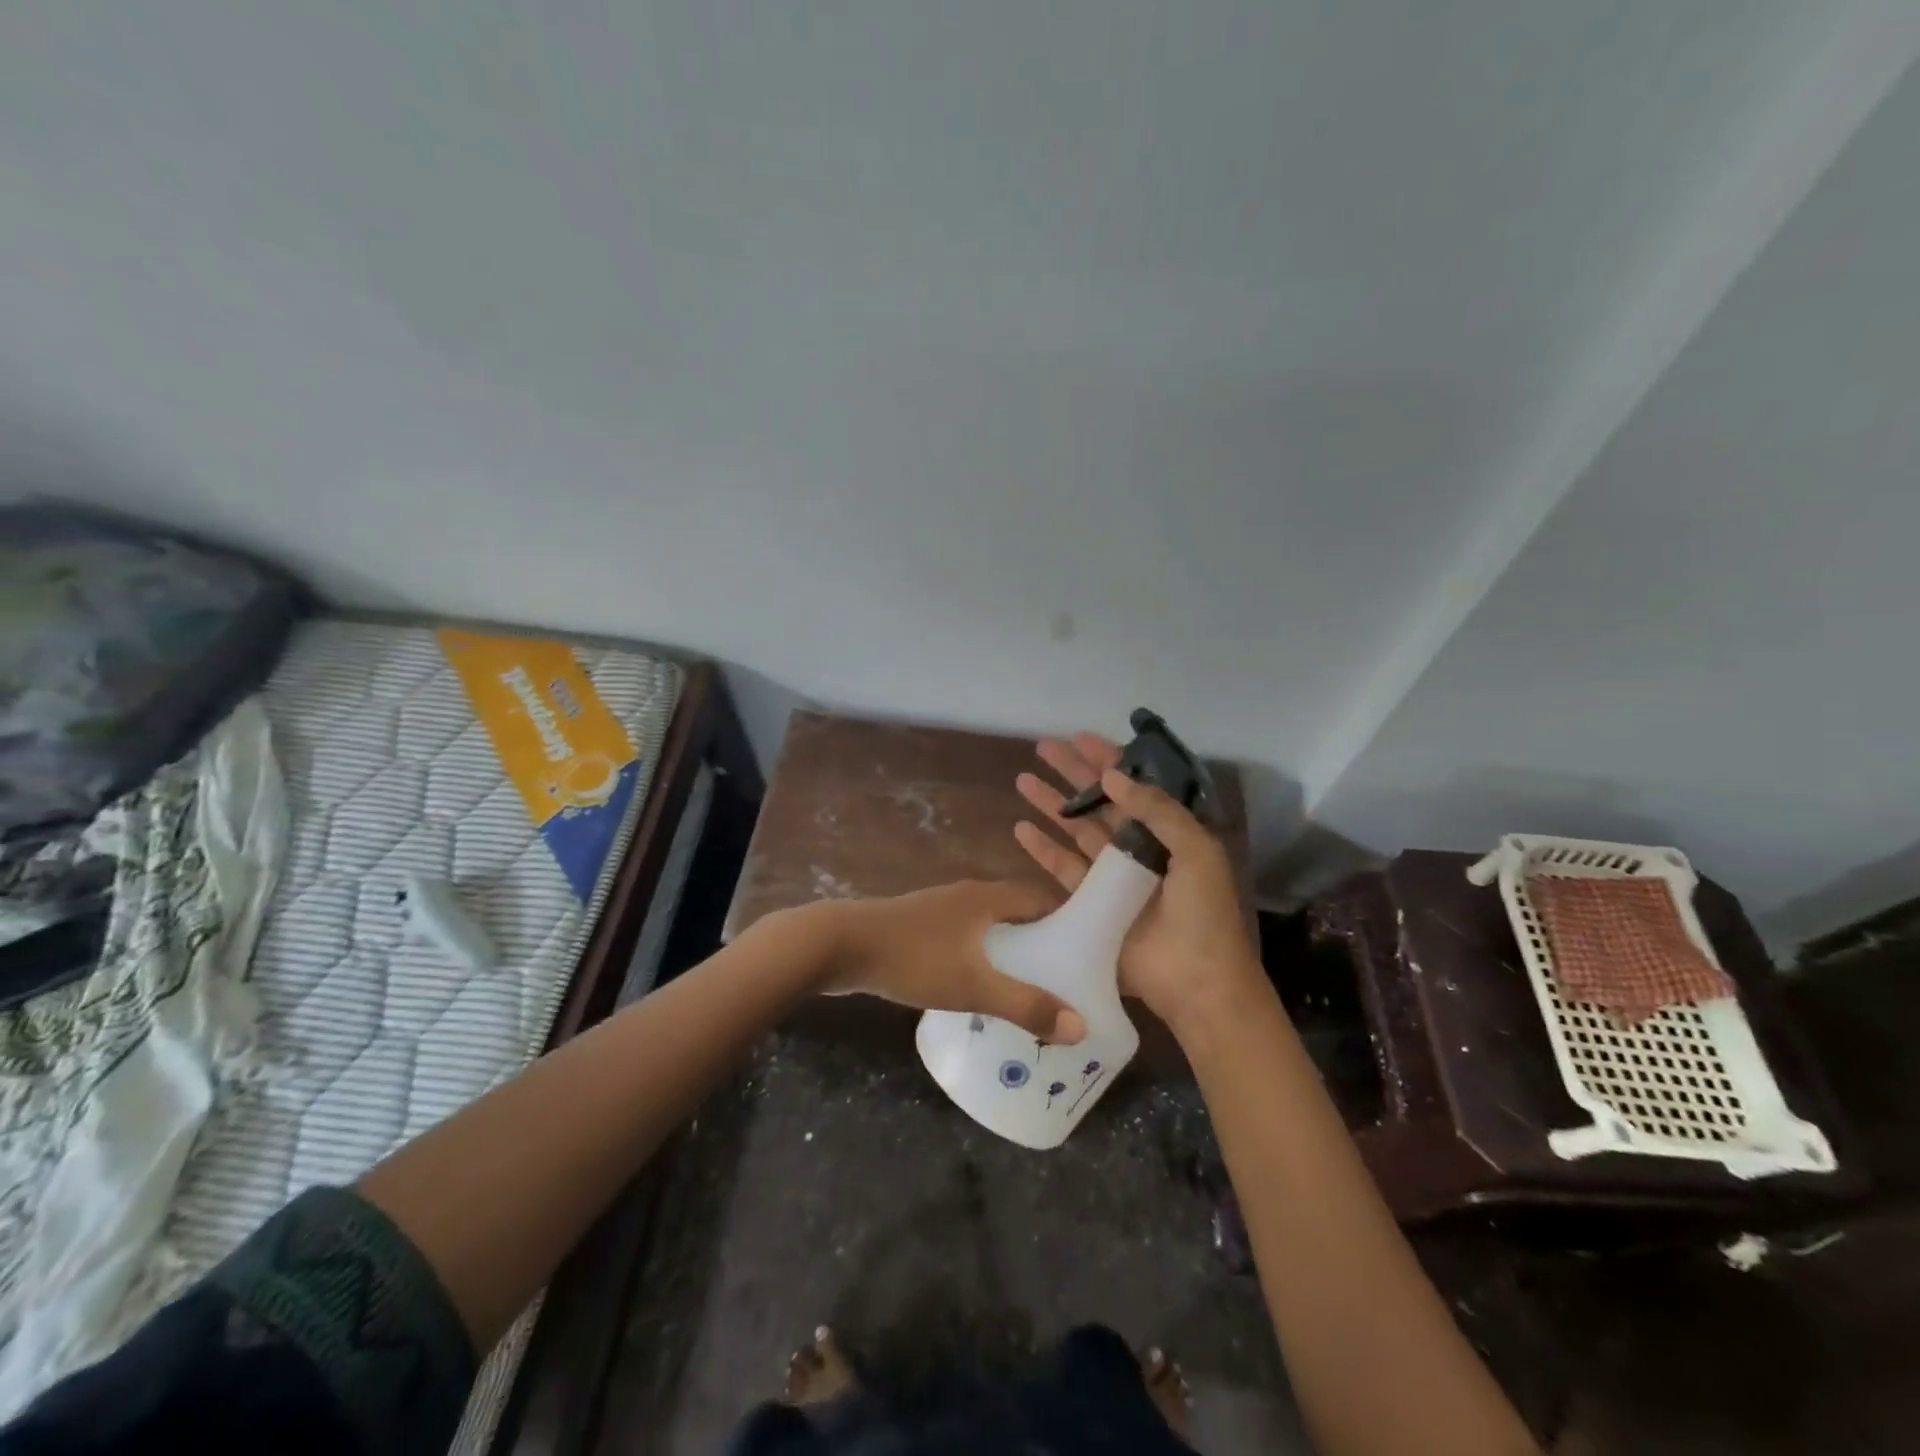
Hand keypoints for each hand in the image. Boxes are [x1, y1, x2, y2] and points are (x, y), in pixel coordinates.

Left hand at [773, 881, 1086, 1043]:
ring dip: (1010, 950)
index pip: (1043, 898)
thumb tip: (1079, 1026)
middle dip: (1042, 941)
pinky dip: (981, 956)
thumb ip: (1025, 1005)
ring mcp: (940, 909)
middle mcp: (968, 895)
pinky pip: (965, 938)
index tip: (1090, 954)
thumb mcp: (973, 986)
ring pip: (989, 926)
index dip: (1069, 922)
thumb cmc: (913, 958)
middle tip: (1064, 979)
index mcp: (988, 897)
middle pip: (1018, 912)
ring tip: (1028, 988)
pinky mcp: (919, 927)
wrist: (839, 945)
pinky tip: (979, 988)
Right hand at [1015, 734, 1261, 1028]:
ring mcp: (1112, 878)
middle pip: (1099, 802)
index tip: (1080, 738)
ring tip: (1023, 780)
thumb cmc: (1204, 914)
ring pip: (1076, 830)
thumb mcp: (1196, 851)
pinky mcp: (1090, 905)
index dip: (1107, 761)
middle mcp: (1139, 849)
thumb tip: (1111, 775)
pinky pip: (1062, 869)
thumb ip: (1157, 810)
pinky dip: (1042, 849)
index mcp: (1169, 833)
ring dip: (1051, 805)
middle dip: (1072, 774)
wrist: (1197, 982)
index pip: (1134, 786)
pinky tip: (1021, 828)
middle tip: (1043, 748)